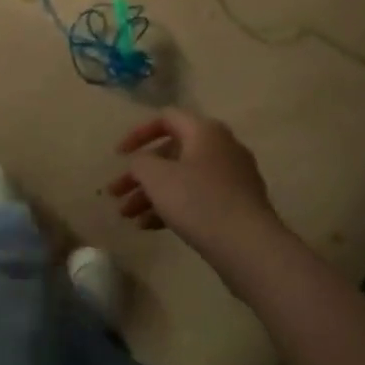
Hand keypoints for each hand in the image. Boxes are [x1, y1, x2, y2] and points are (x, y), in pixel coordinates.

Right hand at [109, 109, 283, 259]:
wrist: (248, 246)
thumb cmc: (198, 201)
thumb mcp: (156, 177)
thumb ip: (140, 162)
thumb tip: (143, 163)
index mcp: (205, 131)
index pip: (165, 118)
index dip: (137, 134)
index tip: (118, 155)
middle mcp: (221, 147)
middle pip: (170, 153)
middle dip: (139, 175)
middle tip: (116, 194)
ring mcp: (232, 177)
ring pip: (182, 179)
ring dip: (151, 195)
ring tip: (127, 217)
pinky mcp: (236, 204)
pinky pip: (196, 198)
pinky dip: (172, 207)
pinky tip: (149, 227)